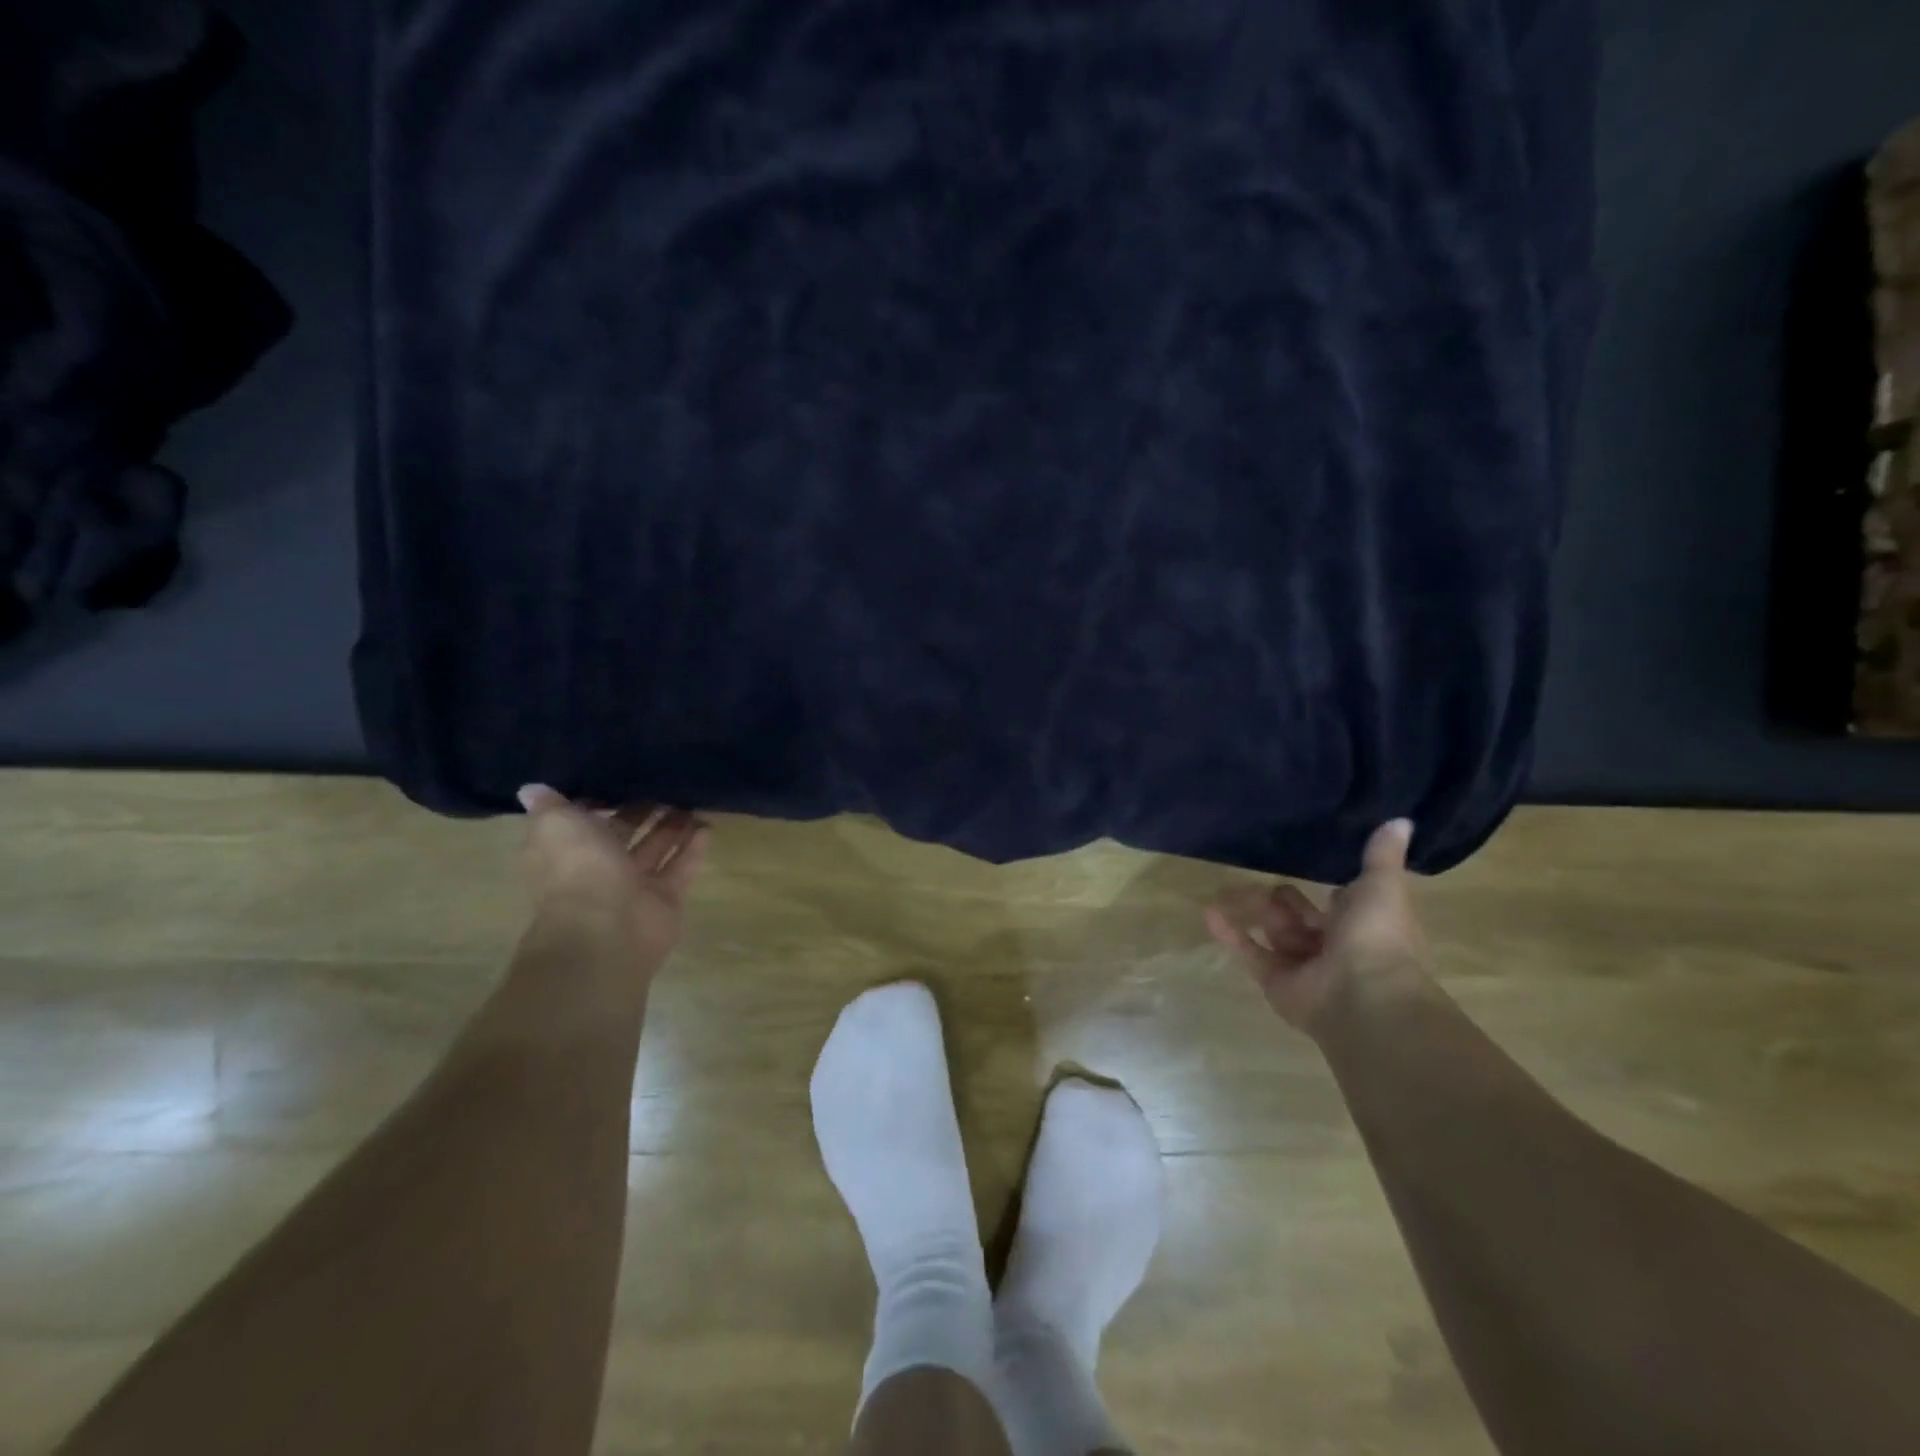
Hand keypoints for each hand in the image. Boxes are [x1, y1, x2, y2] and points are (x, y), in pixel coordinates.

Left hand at [517, 785, 708, 956]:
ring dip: (672, 828)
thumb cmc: (577, 870)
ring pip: (655, 850)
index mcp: (566, 852)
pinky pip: (681, 868)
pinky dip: (693, 849)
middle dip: (642, 813)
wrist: (606, 930)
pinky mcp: (665, 900)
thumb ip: (551, 806)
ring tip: (692, 801)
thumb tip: (531, 789)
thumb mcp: (556, 825)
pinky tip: (707, 826)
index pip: (580, 823)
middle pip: (623, 835)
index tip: (620, 779)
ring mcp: (633, 887)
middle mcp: (598, 870)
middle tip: (667, 785)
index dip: (597, 804)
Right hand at [1205, 819, 1431, 1034]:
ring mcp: (1302, 965)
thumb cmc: (1377, 936)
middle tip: (1263, 883)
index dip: (1328, 892)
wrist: (1364, 995)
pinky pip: (1249, 951)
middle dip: (1282, 900)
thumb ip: (1380, 856)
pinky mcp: (1274, 980)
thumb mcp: (1382, 886)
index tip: (1306, 867)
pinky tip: (1208, 912)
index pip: (1340, 904)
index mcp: (1364, 925)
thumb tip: (1401, 820)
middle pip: (1299, 917)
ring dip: (1252, 911)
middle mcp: (1333, 946)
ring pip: (1273, 931)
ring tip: (1225, 890)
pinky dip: (1229, 932)